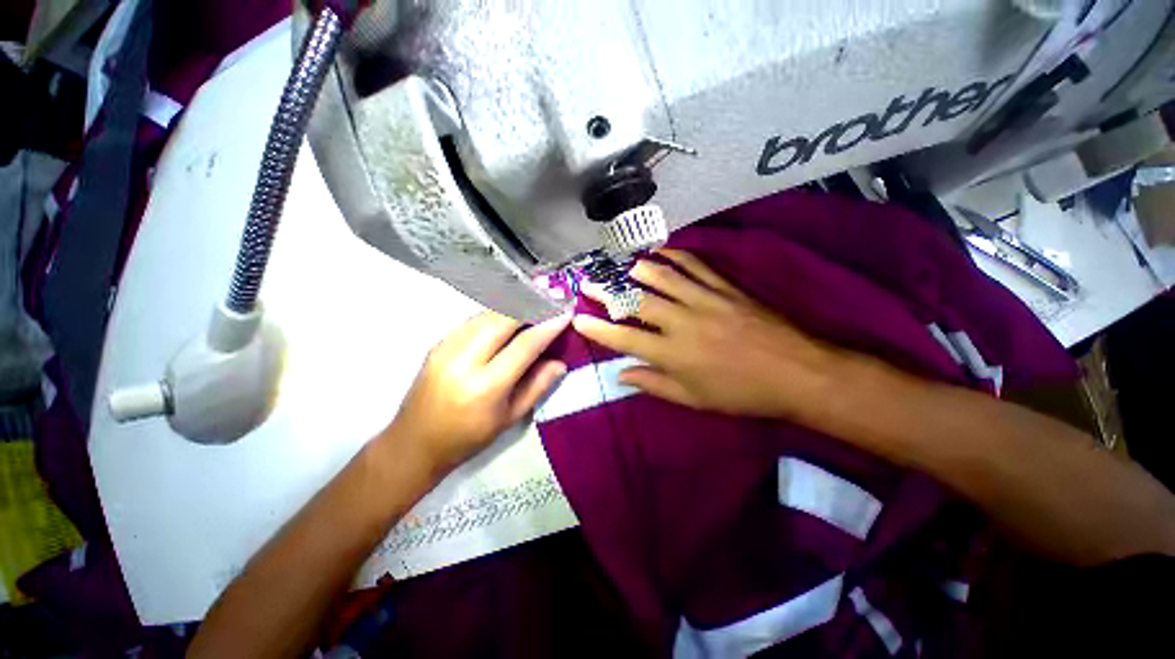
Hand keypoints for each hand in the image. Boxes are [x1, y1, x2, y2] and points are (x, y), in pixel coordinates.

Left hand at [381, 310, 569, 475]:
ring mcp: (446, 347)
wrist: (414, 442)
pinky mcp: (438, 342)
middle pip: (503, 318)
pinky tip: (510, 314)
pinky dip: (496, 313)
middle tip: (552, 297)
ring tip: (536, 300)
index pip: (524, 345)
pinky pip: (474, 319)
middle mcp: (463, 360)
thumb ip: (537, 386)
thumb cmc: (468, 437)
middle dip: (531, 304)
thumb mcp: (510, 418)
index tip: (565, 312)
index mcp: (485, 386)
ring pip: (487, 313)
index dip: (548, 326)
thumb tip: (560, 362)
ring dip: (514, 304)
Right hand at [573, 249, 848, 419]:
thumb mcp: (693, 399)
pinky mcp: (725, 287)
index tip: (577, 319)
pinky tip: (660, 252)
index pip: (624, 338)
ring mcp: (704, 300)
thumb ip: (654, 384)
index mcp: (673, 354)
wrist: (796, 372)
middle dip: (607, 291)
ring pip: (662, 276)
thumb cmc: (740, 393)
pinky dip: (675, 255)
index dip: (597, 329)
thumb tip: (621, 375)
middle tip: (588, 282)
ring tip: (618, 265)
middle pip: (636, 301)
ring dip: (636, 268)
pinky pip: (696, 265)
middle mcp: (682, 322)